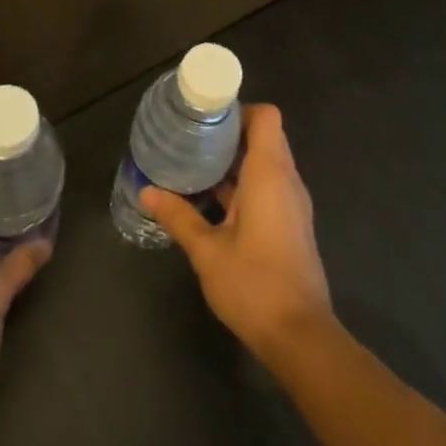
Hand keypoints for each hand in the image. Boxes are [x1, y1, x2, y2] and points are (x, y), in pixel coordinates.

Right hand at [139, 104, 332, 361]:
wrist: (299, 336)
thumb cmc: (254, 284)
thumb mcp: (207, 250)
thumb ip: (178, 216)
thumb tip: (146, 191)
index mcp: (270, 174)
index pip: (266, 117)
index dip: (238, 110)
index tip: (205, 117)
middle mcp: (286, 181)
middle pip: (264, 137)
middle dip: (229, 134)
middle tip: (190, 138)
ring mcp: (291, 204)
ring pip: (265, 164)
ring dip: (234, 161)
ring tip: (193, 163)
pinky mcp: (290, 225)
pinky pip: (267, 187)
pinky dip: (242, 184)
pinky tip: (210, 200)